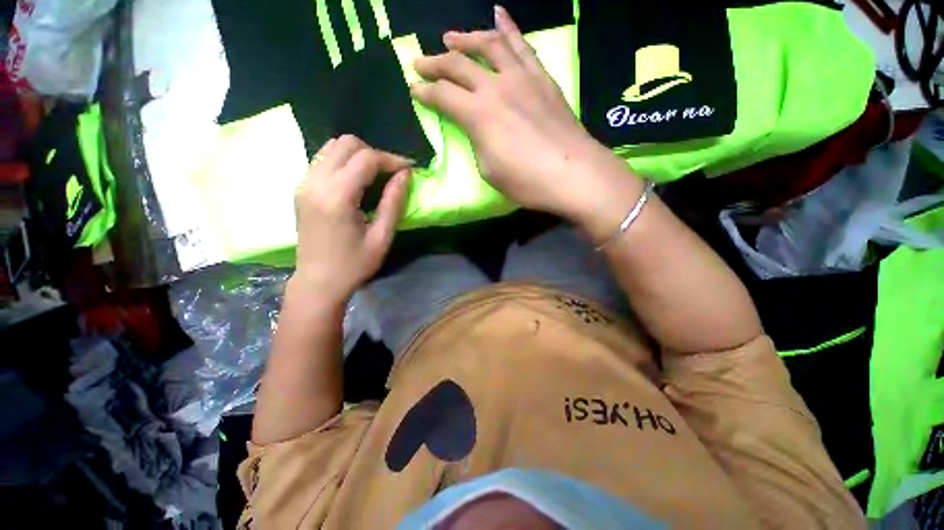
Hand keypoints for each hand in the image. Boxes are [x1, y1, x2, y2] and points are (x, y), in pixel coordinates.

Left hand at [292, 135, 411, 303]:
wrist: (318, 282)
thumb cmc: (354, 264)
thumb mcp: (381, 237)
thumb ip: (393, 202)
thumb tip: (406, 175)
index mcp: (337, 197)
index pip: (366, 159)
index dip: (391, 159)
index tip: (409, 169)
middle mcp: (315, 182)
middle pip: (345, 143)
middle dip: (374, 153)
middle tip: (392, 173)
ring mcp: (304, 183)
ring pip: (332, 147)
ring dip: (358, 155)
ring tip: (376, 175)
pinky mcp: (301, 188)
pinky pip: (323, 159)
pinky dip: (343, 161)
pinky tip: (356, 181)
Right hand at [411, 5, 637, 228]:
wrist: (573, 173)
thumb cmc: (527, 181)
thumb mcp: (489, 171)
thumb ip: (478, 143)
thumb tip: (477, 127)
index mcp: (478, 115)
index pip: (443, 96)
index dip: (425, 93)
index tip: (414, 89)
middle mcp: (496, 87)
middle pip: (459, 65)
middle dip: (434, 62)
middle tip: (419, 61)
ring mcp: (521, 78)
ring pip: (488, 45)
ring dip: (466, 38)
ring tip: (451, 36)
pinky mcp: (542, 78)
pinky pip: (522, 45)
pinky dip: (508, 27)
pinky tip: (498, 14)